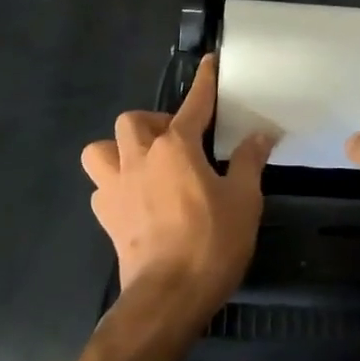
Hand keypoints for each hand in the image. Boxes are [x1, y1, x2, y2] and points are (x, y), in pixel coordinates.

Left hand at [81, 55, 274, 330]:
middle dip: (151, 123)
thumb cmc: (210, 243)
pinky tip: (135, 199)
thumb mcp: (243, 200)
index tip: (210, 62)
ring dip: (118, 151)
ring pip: (100, 150)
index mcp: (176, 147)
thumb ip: (248, 162)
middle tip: (175, 142)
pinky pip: (100, 188)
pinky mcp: (106, 217)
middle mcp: (139, 158)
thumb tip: (260, 135)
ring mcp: (116, 187)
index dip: (204, 82)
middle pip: (132, 121)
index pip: (194, 104)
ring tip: (143, 165)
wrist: (167, 298)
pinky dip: (114, 186)